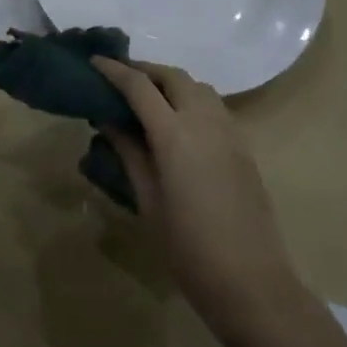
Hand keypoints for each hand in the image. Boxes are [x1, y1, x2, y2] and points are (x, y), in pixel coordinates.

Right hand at [93, 56, 309, 346]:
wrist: (252, 284)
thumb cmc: (189, 249)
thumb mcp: (148, 201)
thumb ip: (129, 152)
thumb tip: (108, 120)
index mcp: (174, 134)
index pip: (139, 86)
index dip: (114, 70)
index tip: (94, 62)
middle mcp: (204, 121)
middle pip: (172, 76)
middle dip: (145, 70)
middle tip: (120, 79)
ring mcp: (229, 132)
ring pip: (198, 86)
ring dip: (171, 82)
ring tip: (148, 98)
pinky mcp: (244, 147)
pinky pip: (214, 106)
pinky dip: (191, 99)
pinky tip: (179, 122)